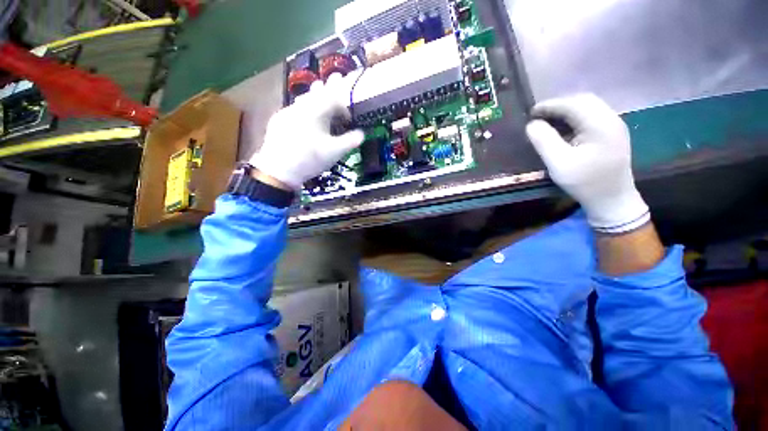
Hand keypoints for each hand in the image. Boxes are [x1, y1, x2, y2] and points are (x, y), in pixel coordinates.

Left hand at [250, 74, 364, 190]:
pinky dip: (303, 108)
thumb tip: (362, 134)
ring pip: (304, 99)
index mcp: (316, 111)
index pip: (334, 99)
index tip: (348, 120)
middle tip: (335, 78)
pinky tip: (304, 117)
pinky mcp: (278, 120)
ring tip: (319, 91)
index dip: (344, 107)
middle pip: (317, 92)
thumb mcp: (335, 152)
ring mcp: (287, 112)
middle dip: (328, 88)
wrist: (279, 169)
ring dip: (314, 96)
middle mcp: (301, 106)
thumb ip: (350, 141)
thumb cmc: (311, 158)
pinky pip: (294, 109)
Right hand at [526, 94, 649, 233]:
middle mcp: (611, 119)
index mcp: (600, 124)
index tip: (530, 113)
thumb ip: (544, 141)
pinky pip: (591, 116)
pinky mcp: (612, 133)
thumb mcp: (559, 163)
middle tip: (538, 116)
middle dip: (558, 105)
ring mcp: (614, 126)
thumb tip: (532, 124)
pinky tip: (563, 129)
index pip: (573, 104)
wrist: (612, 199)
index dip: (550, 105)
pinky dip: (574, 118)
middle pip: (583, 101)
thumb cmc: (585, 183)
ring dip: (566, 111)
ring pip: (588, 107)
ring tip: (548, 121)